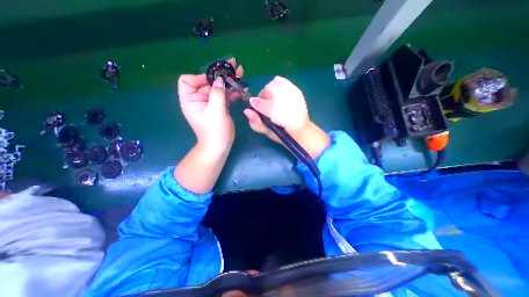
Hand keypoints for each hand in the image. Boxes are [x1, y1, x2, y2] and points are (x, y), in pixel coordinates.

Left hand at [178, 58, 242, 154]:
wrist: (220, 146)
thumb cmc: (214, 131)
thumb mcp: (215, 111)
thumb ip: (217, 94)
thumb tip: (220, 79)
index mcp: (191, 100)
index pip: (188, 80)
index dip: (200, 77)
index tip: (214, 79)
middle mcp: (199, 99)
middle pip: (208, 82)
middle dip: (220, 74)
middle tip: (234, 64)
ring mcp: (211, 103)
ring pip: (219, 88)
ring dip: (229, 81)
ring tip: (241, 73)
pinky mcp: (220, 107)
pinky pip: (225, 96)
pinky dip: (233, 92)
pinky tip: (242, 89)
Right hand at [241, 76, 329, 159]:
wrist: (302, 130)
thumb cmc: (284, 135)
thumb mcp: (269, 134)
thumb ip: (257, 124)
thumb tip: (246, 111)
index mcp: (285, 118)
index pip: (265, 105)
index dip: (257, 106)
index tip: (254, 109)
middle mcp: (291, 103)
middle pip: (268, 90)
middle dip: (263, 98)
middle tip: (265, 108)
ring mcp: (295, 94)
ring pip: (273, 84)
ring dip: (268, 92)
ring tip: (272, 102)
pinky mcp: (297, 90)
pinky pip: (280, 80)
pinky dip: (275, 85)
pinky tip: (277, 94)